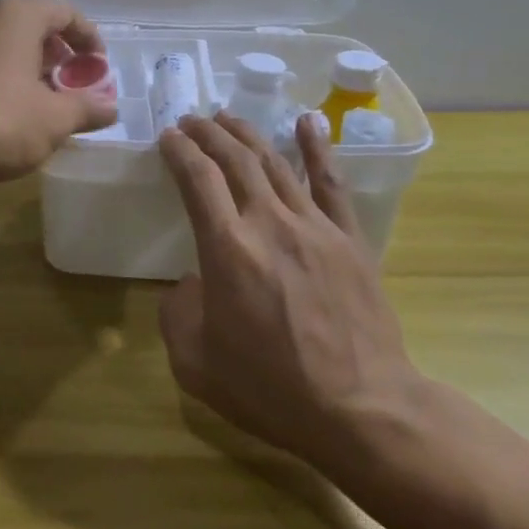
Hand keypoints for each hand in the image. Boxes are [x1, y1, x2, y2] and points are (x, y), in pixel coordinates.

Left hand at [0, 0, 117, 184]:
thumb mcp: (54, 119)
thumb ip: (87, 108)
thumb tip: (111, 108)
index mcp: (16, 15)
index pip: (65, 13)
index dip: (89, 39)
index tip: (99, 69)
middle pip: (33, 25)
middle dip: (58, 55)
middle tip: (72, 85)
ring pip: (5, 44)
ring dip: (30, 67)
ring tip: (43, 101)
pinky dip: (3, 77)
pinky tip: (8, 111)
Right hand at [156, 110, 423, 477]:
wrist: (361, 410)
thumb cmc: (271, 390)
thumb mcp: (194, 363)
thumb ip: (177, 312)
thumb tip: (192, 283)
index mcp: (227, 249)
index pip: (197, 179)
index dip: (179, 151)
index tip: (168, 137)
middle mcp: (268, 223)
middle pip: (235, 160)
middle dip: (208, 133)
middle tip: (192, 120)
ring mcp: (314, 227)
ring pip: (276, 162)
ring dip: (247, 134)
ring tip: (228, 118)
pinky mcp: (350, 239)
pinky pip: (331, 183)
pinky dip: (318, 147)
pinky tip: (308, 121)